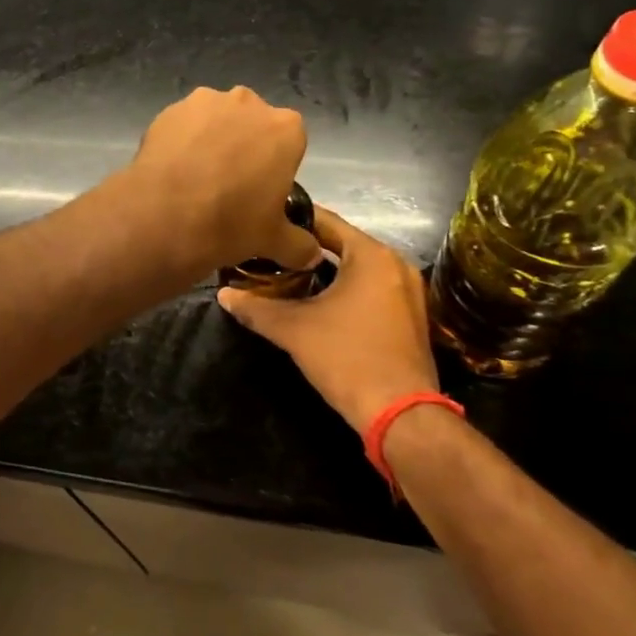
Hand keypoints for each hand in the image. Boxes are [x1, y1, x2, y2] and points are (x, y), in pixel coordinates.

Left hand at [123, 87, 317, 277]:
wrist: (165, 216)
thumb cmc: (232, 223)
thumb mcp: (274, 240)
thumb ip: (299, 244)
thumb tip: (313, 255)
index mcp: (286, 128)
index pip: (289, 141)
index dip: (275, 164)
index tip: (261, 189)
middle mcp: (249, 103)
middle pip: (252, 123)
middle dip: (244, 146)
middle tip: (229, 183)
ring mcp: (206, 100)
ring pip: (216, 120)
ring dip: (211, 140)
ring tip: (196, 178)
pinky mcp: (170, 109)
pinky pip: (183, 124)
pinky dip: (181, 141)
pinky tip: (173, 170)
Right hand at [217, 207, 439, 433]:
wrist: (402, 416)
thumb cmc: (347, 359)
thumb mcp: (294, 330)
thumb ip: (256, 308)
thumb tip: (224, 294)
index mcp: (371, 255)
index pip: (326, 220)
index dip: (292, 219)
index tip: (264, 221)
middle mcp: (395, 264)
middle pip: (342, 243)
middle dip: (306, 248)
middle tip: (269, 250)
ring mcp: (409, 291)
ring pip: (358, 268)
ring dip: (327, 270)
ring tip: (287, 274)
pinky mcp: (411, 316)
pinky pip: (372, 288)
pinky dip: (347, 289)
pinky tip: (319, 301)